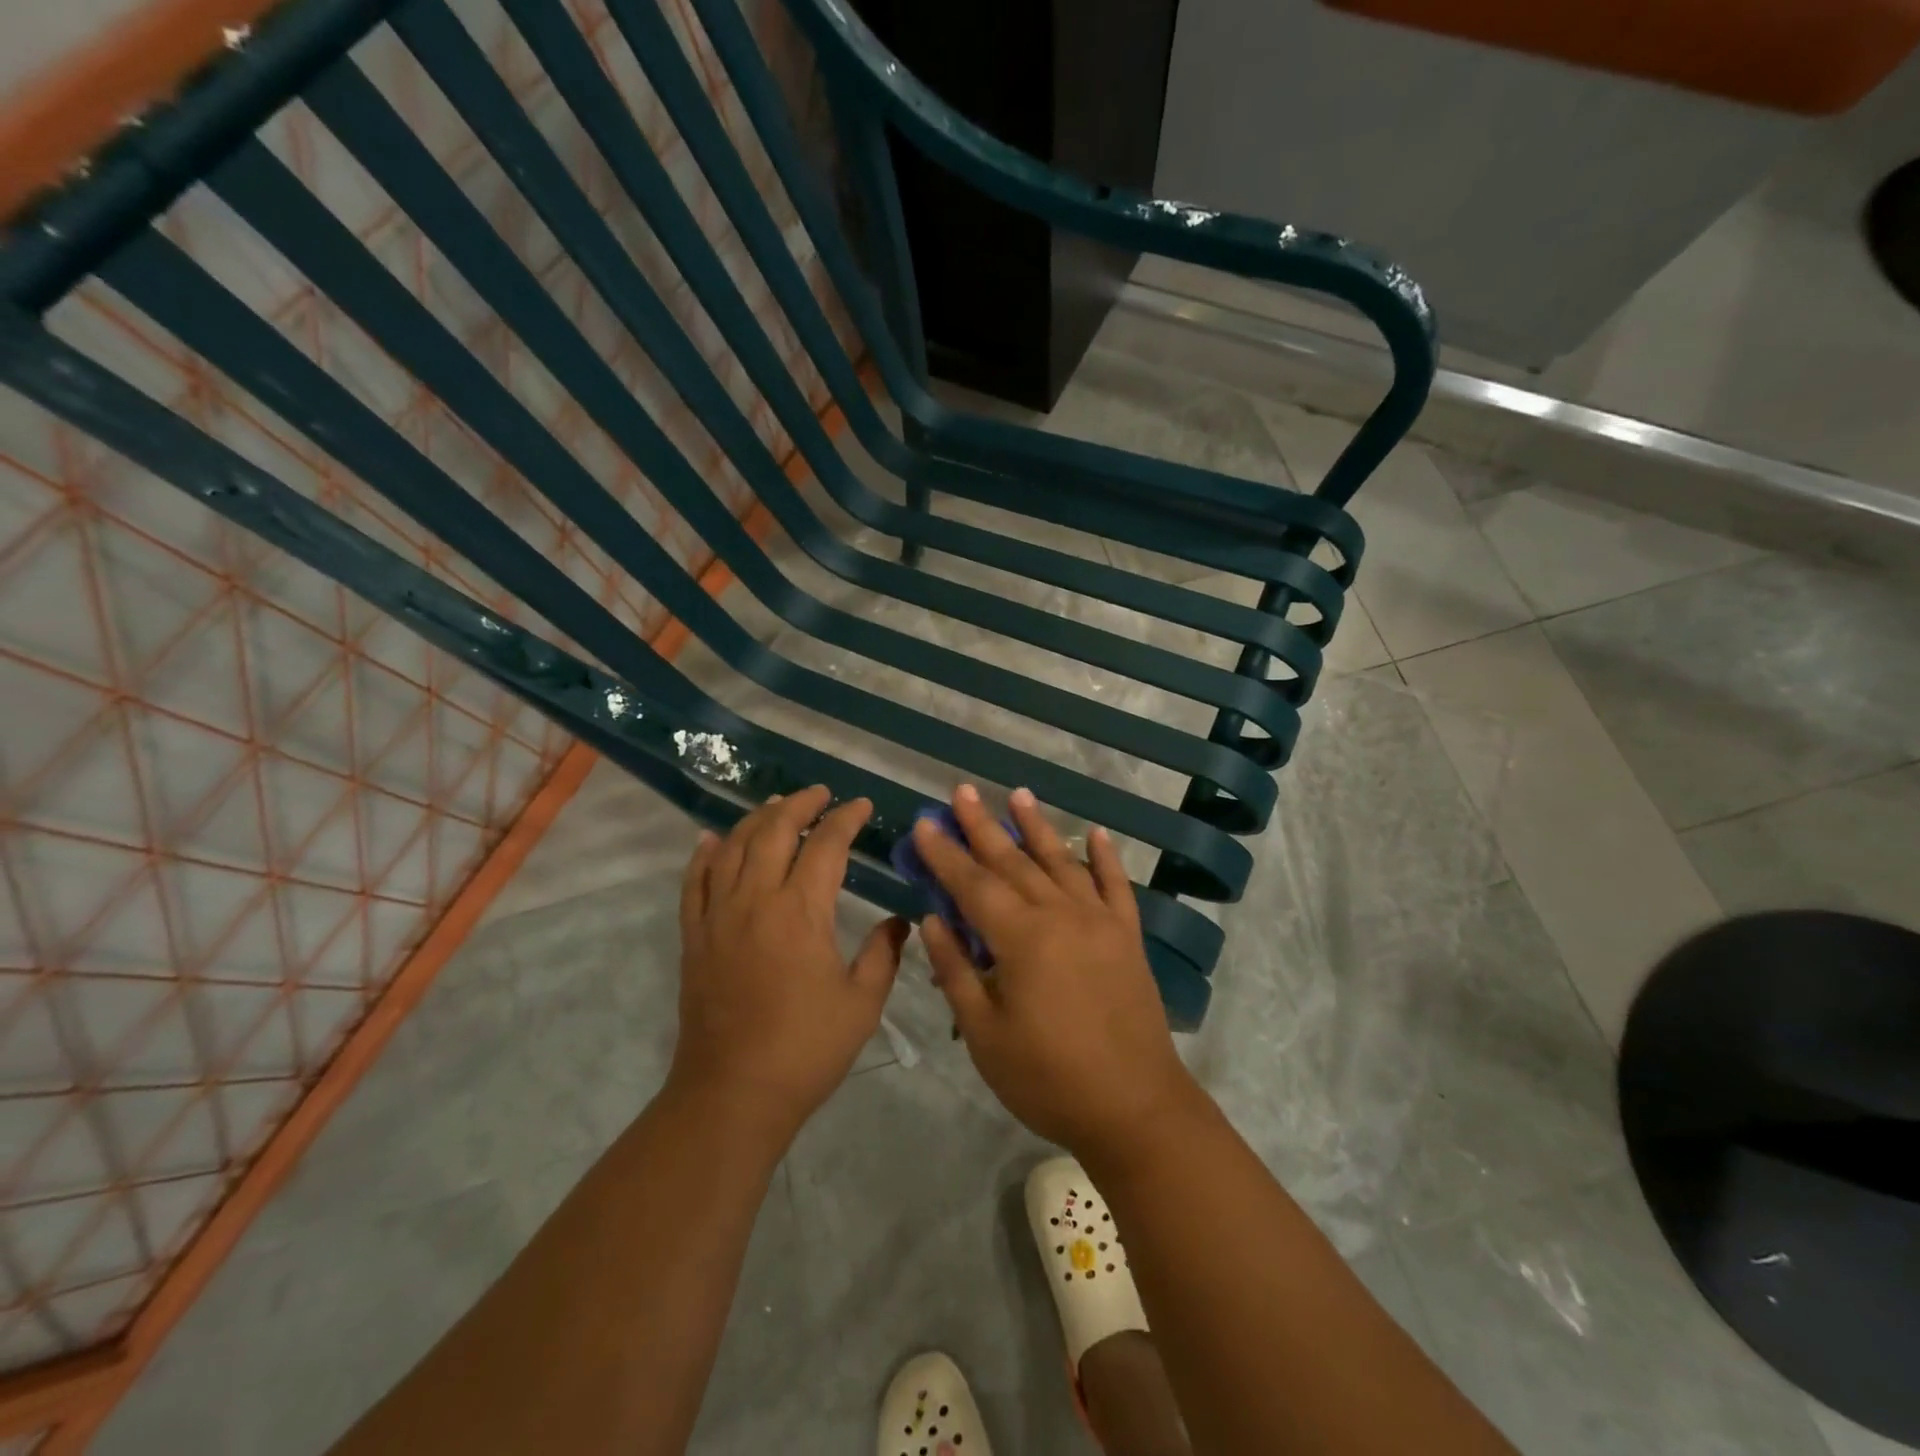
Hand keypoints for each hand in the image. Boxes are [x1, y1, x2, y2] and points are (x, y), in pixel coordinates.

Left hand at [672, 786, 907, 1140]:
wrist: (733, 1093)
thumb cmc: (806, 1048)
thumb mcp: (862, 1003)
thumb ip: (883, 954)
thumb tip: (899, 922)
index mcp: (800, 911)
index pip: (825, 845)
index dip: (845, 819)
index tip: (861, 805)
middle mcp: (755, 900)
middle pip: (774, 831)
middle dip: (800, 804)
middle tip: (821, 794)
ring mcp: (717, 916)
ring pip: (732, 847)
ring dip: (756, 819)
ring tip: (777, 806)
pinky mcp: (694, 936)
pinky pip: (694, 881)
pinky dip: (704, 854)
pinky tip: (712, 839)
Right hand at [913, 785, 1202, 1155]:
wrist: (1135, 1108)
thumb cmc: (1048, 1078)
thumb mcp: (985, 1034)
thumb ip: (957, 971)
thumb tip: (933, 919)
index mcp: (1021, 938)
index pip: (973, 884)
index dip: (945, 854)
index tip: (925, 824)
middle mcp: (1061, 915)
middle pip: (1014, 862)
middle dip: (983, 825)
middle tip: (962, 792)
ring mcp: (1099, 922)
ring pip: (1062, 862)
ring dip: (1037, 827)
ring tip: (1019, 794)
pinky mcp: (1127, 937)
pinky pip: (1116, 885)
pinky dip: (1105, 857)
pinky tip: (1097, 834)